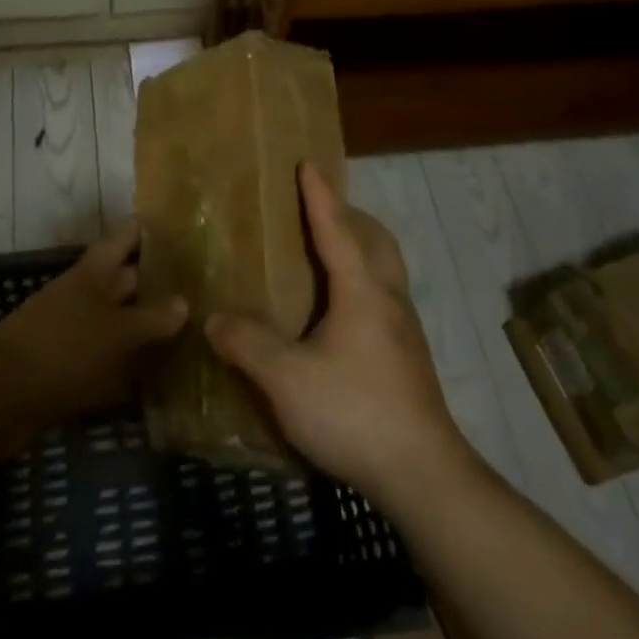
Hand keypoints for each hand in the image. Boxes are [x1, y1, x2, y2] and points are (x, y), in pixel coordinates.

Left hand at [0, 221, 188, 433]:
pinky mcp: (72, 367)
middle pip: (127, 280)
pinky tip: (160, 379)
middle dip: (160, 283)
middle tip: (206, 289)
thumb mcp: (116, 331)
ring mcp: (77, 331)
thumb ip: (152, 318)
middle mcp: (87, 295)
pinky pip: (109, 360)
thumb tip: (184, 302)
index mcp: (94, 272)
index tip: (186, 229)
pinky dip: (131, 367)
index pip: (127, 237)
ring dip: (148, 328)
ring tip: (194, 332)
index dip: (151, 230)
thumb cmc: (63, 348)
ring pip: (120, 321)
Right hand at [205, 164, 469, 508]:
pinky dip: (364, 283)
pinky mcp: (409, 358)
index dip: (320, 196)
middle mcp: (389, 300)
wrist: (423, 474)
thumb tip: (215, 318)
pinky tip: (339, 315)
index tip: (309, 164)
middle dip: (351, 217)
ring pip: (387, 270)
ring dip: (362, 249)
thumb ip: (247, 343)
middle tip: (320, 211)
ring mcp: (405, 330)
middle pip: (377, 241)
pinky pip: (385, 298)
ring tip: (327, 257)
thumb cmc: (354, 411)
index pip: (338, 229)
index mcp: (362, 291)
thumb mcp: (287, 378)